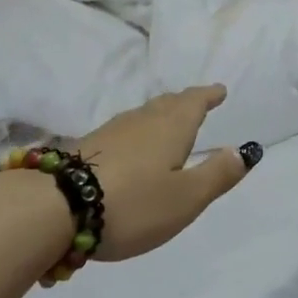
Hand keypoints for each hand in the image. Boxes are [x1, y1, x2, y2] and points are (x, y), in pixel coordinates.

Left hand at [73, 86, 261, 260]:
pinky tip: (130, 148)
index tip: (219, 90)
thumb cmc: (133, 204)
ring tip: (167, 123)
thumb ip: (217, 175)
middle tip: (197, 102)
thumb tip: (243, 151)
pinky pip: (123, 131)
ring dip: (160, 115)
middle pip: (167, 104)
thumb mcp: (186, 198)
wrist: (54, 207)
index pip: (195, 102)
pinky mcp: (86, 148)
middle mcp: (142, 121)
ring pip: (143, 116)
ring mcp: (110, 132)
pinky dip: (137, 133)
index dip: (209, 95)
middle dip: (185, 102)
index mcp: (171, 128)